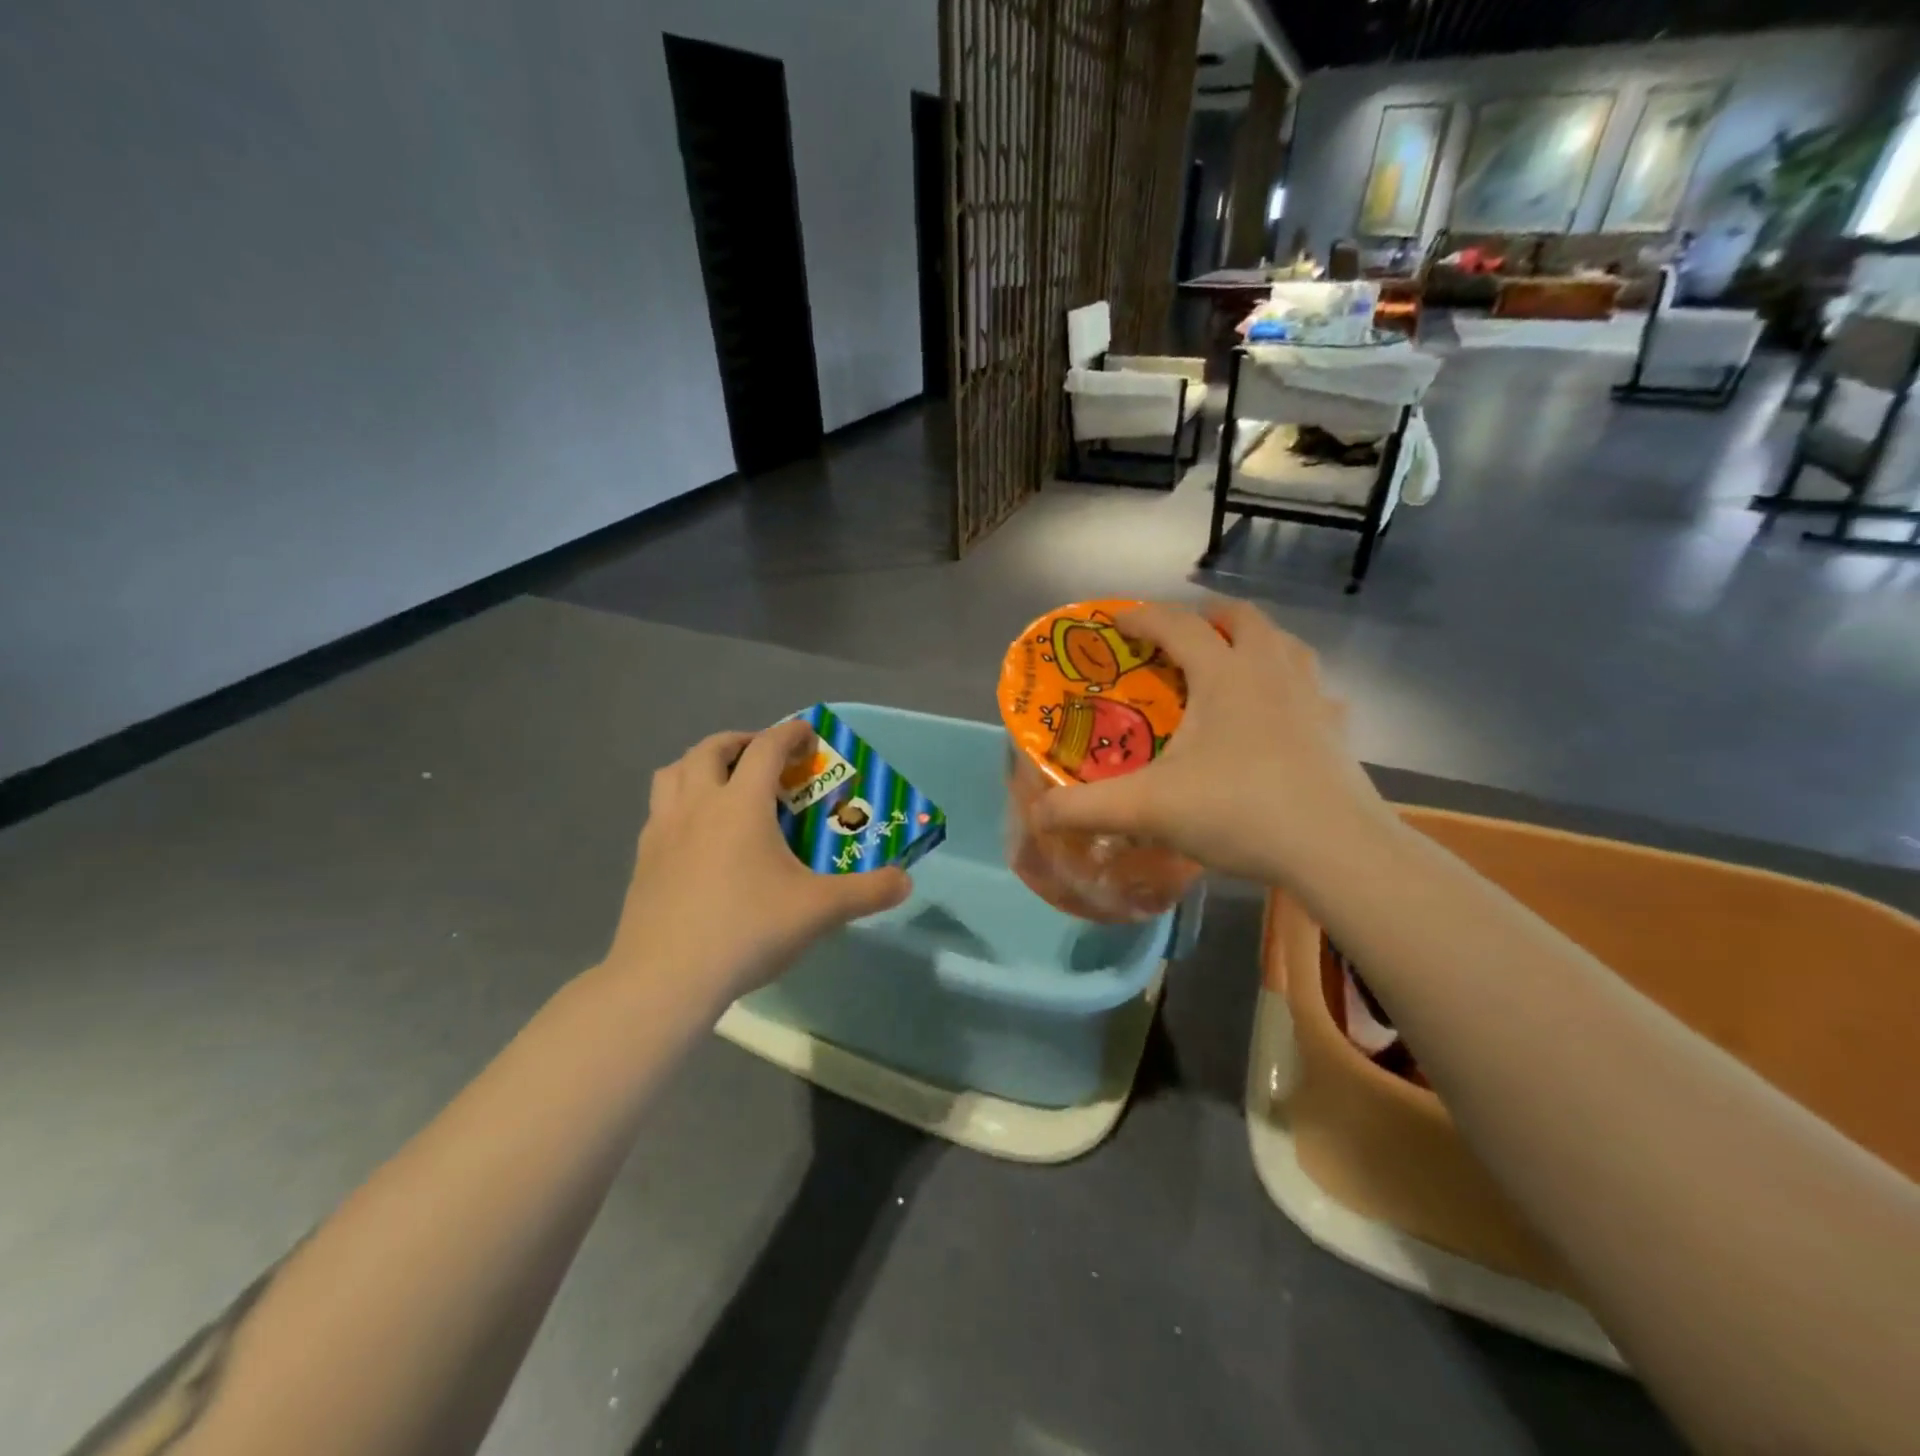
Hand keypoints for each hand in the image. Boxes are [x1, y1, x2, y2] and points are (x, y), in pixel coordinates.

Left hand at [602, 721, 912, 1003]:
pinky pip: (659, 811)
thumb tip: (905, 881)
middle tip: (762, 756)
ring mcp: (662, 831)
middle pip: (710, 749)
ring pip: (673, 773)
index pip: (766, 748)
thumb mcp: (819, 911)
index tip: (807, 733)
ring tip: (721, 784)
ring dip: (699, 765)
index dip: (790, 733)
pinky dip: (679, 804)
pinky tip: (696, 836)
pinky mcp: (642, 861)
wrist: (666, 978)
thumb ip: (867, 892)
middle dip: (740, 742)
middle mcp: (697, 805)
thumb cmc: (747, 929)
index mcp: (741, 804)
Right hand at [1029, 601, 1392, 884]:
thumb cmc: (1240, 811)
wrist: (1336, 848)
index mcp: (1224, 674)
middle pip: (1242, 618)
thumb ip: (1085, 809)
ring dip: (1253, 642)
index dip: (1142, 617)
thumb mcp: (1148, 809)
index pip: (1177, 624)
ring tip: (1231, 664)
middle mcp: (1271, 670)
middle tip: (1181, 639)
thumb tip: (1035, 816)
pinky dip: (1289, 686)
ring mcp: (1312, 697)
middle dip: (1207, 617)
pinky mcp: (1337, 729)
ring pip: (1285, 644)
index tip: (1116, 623)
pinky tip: (1280, 715)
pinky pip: (1312, 688)